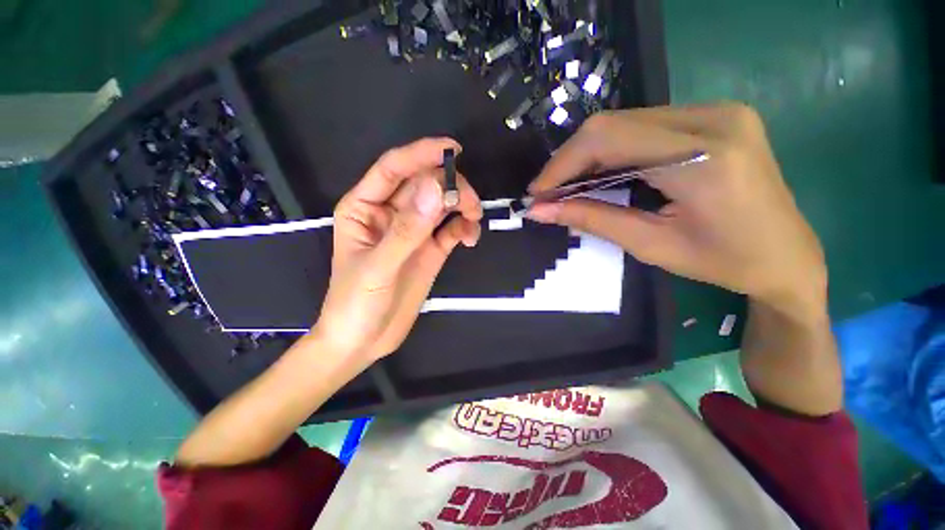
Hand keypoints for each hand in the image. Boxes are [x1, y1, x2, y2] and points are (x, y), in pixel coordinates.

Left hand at [311, 138, 482, 361]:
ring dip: (462, 206)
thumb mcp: (378, 267)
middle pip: (425, 184)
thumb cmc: (356, 303)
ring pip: (442, 204)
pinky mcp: (430, 249)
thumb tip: (437, 188)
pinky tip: (471, 240)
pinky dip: (465, 229)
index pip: (394, 168)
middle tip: (470, 204)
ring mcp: (414, 231)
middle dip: (451, 187)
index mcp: (365, 207)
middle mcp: (391, 213)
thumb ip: (407, 230)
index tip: (452, 150)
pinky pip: (451, 229)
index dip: (421, 154)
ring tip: (474, 221)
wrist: (364, 340)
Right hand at [527, 104, 826, 314]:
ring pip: (625, 121)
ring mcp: (717, 110)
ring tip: (569, 187)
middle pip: (613, 123)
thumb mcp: (651, 245)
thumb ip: (592, 219)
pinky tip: (601, 174)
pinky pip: (643, 125)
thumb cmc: (725, 262)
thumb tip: (540, 211)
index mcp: (704, 158)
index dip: (562, 164)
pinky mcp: (714, 115)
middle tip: (550, 192)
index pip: (608, 139)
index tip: (538, 193)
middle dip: (570, 160)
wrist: (789, 255)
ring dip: (588, 155)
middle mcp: (713, 118)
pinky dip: (611, 150)